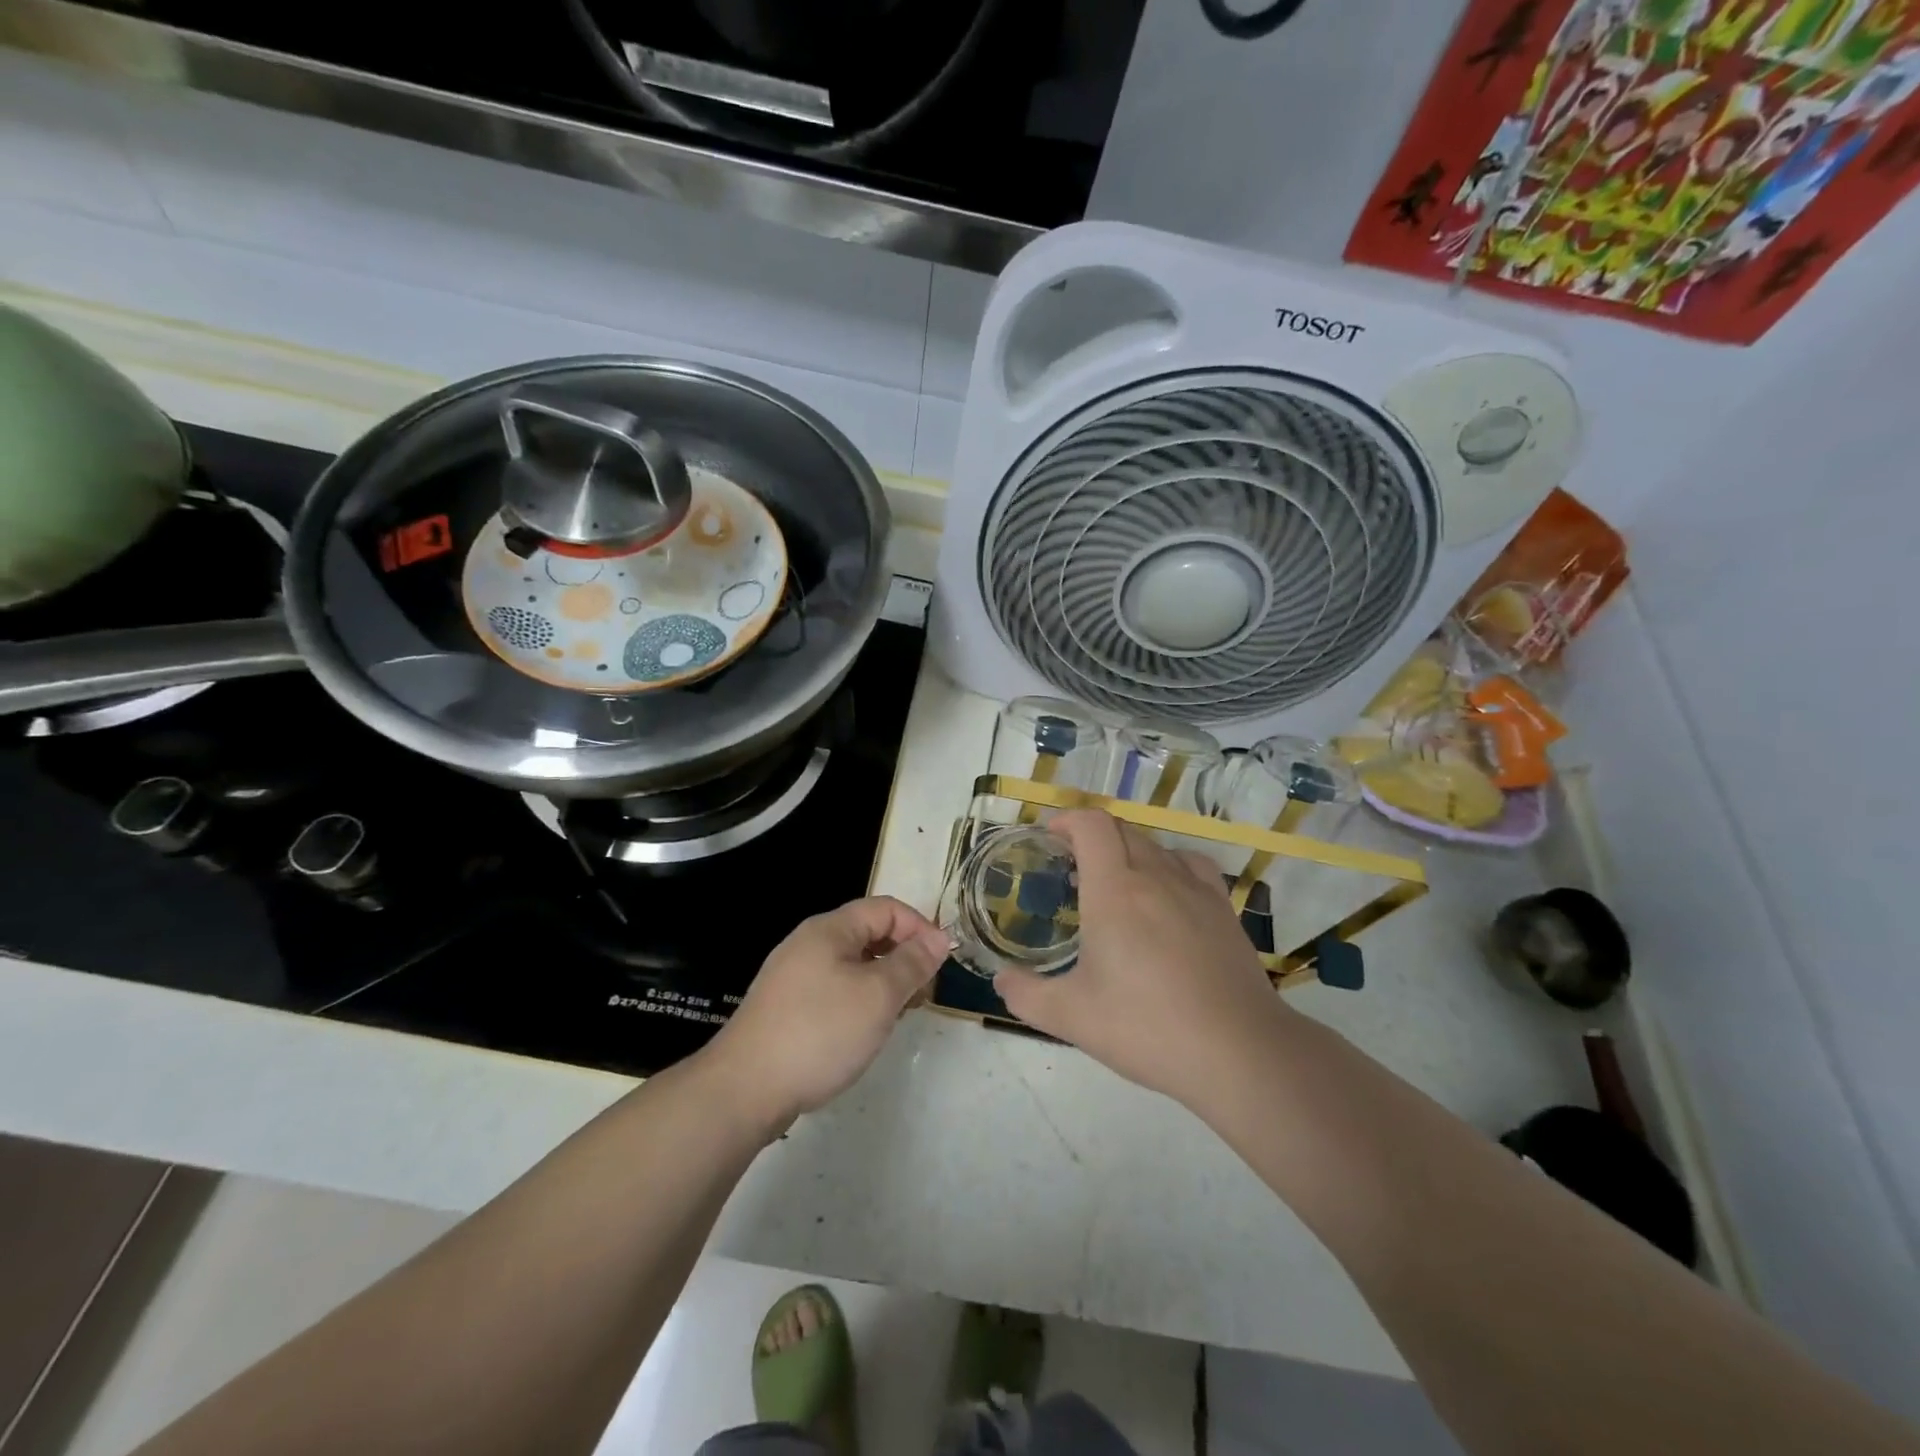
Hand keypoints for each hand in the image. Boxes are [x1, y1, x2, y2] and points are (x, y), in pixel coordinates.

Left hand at [706, 896, 950, 1133]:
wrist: (744, 1089)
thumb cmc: (820, 1032)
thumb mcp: (878, 995)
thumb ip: (912, 963)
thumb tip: (940, 938)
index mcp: (830, 929)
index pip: (886, 908)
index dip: (919, 927)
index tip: (941, 962)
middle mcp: (809, 944)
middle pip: (868, 935)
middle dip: (903, 958)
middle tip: (922, 995)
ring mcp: (792, 977)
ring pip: (852, 966)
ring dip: (882, 984)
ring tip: (897, 1018)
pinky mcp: (785, 1008)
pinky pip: (833, 991)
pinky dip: (858, 1002)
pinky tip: (863, 1033)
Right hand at [993, 810, 1292, 1110]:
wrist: (1238, 1050)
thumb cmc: (1147, 1027)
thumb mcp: (1072, 1018)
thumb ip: (1026, 995)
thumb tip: (1002, 980)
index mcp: (1114, 891)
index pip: (1092, 825)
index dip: (1068, 820)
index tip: (1050, 837)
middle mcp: (1155, 876)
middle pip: (1122, 830)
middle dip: (1092, 836)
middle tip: (1072, 866)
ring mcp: (1195, 889)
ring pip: (1155, 846)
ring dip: (1128, 851)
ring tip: (1116, 882)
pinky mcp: (1223, 908)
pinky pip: (1190, 864)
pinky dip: (1169, 865)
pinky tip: (1167, 893)